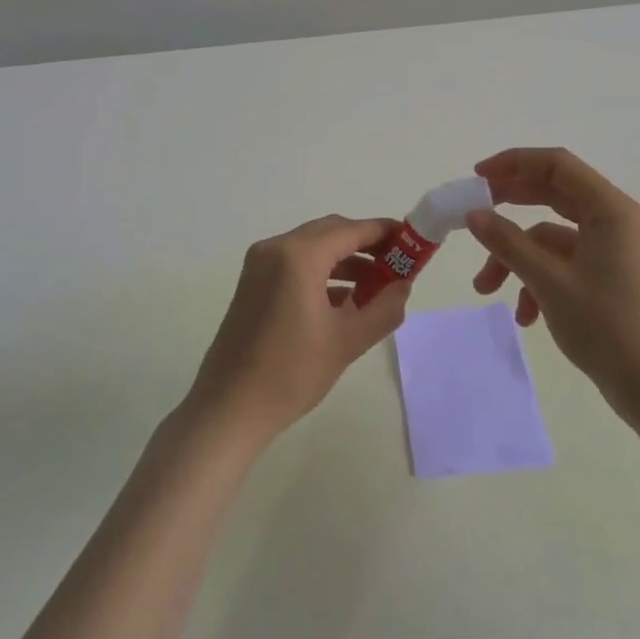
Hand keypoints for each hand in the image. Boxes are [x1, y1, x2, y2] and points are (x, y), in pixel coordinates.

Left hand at [185, 214, 411, 441]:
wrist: (229, 408)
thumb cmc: (291, 373)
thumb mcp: (347, 341)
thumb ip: (383, 308)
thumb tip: (403, 286)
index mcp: (299, 256)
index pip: (351, 230)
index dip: (384, 232)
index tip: (411, 240)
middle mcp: (276, 248)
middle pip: (331, 232)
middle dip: (366, 244)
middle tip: (397, 264)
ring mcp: (260, 264)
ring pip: (312, 246)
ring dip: (345, 259)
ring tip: (376, 286)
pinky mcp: (253, 282)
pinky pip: (295, 263)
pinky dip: (322, 272)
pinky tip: (344, 300)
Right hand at [465, 148, 639, 413]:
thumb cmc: (607, 326)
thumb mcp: (549, 282)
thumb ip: (508, 243)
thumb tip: (473, 215)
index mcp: (609, 209)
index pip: (556, 165)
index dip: (514, 163)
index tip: (477, 178)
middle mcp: (613, 220)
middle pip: (552, 194)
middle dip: (509, 206)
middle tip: (473, 214)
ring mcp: (611, 249)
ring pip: (551, 236)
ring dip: (517, 257)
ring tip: (486, 289)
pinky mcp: (607, 275)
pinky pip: (563, 262)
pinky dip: (537, 280)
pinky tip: (524, 315)